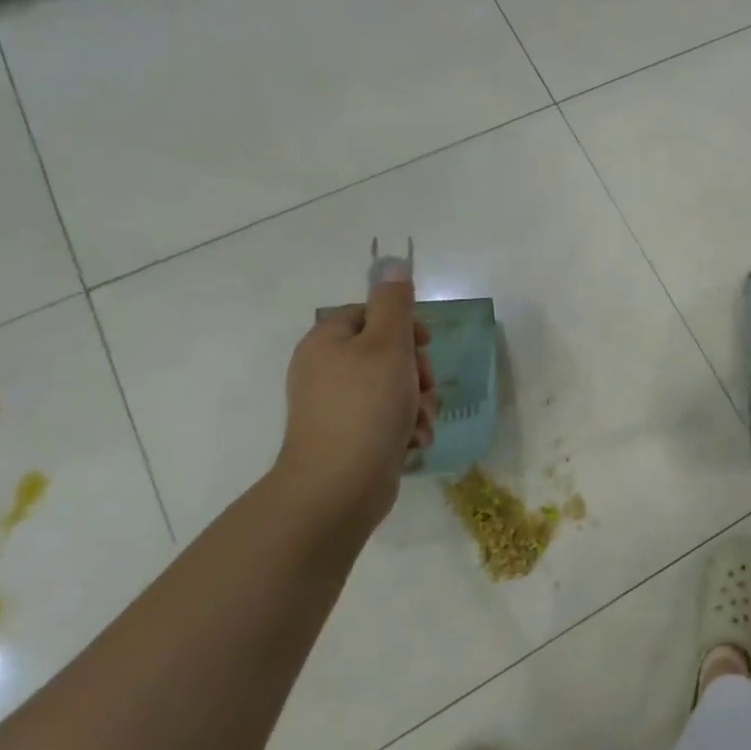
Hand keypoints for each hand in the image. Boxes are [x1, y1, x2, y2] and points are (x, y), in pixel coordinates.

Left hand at [274, 271, 433, 525]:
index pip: (371, 314)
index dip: (404, 325)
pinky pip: (384, 418)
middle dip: (417, 370)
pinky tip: (415, 441)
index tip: (426, 344)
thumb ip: (394, 302)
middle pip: (385, 352)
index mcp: (326, 342)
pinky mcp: (347, 438)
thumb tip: (392, 263)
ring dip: (417, 402)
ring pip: (392, 387)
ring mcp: (334, 407)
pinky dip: (404, 426)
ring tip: (421, 421)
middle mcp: (324, 370)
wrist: (338, 487)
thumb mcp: (388, 345)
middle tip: (424, 387)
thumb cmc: (366, 406)